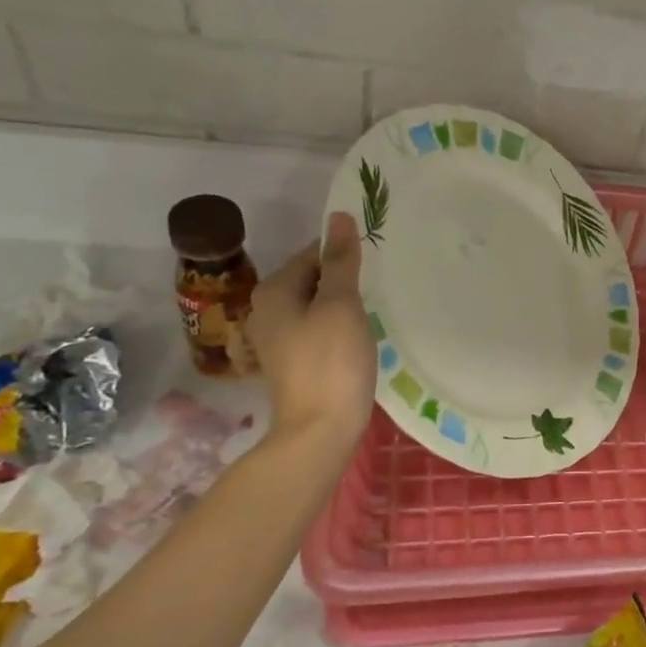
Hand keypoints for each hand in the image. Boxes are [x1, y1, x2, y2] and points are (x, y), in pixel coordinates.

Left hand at [248, 212, 375, 447]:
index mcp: (274, 291)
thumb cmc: (331, 361)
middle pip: (312, 278)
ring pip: (317, 305)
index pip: (313, 253)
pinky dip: (338, 326)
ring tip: (372, 311)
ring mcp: (278, 338)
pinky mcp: (293, 360)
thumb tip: (339, 217)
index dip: (344, 255)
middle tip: (378, 288)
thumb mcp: (340, 304)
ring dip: (343, 304)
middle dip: (344, 279)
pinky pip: (318, 328)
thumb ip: (340, 261)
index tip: (375, 266)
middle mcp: (267, 310)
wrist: (320, 429)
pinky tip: (358, 337)